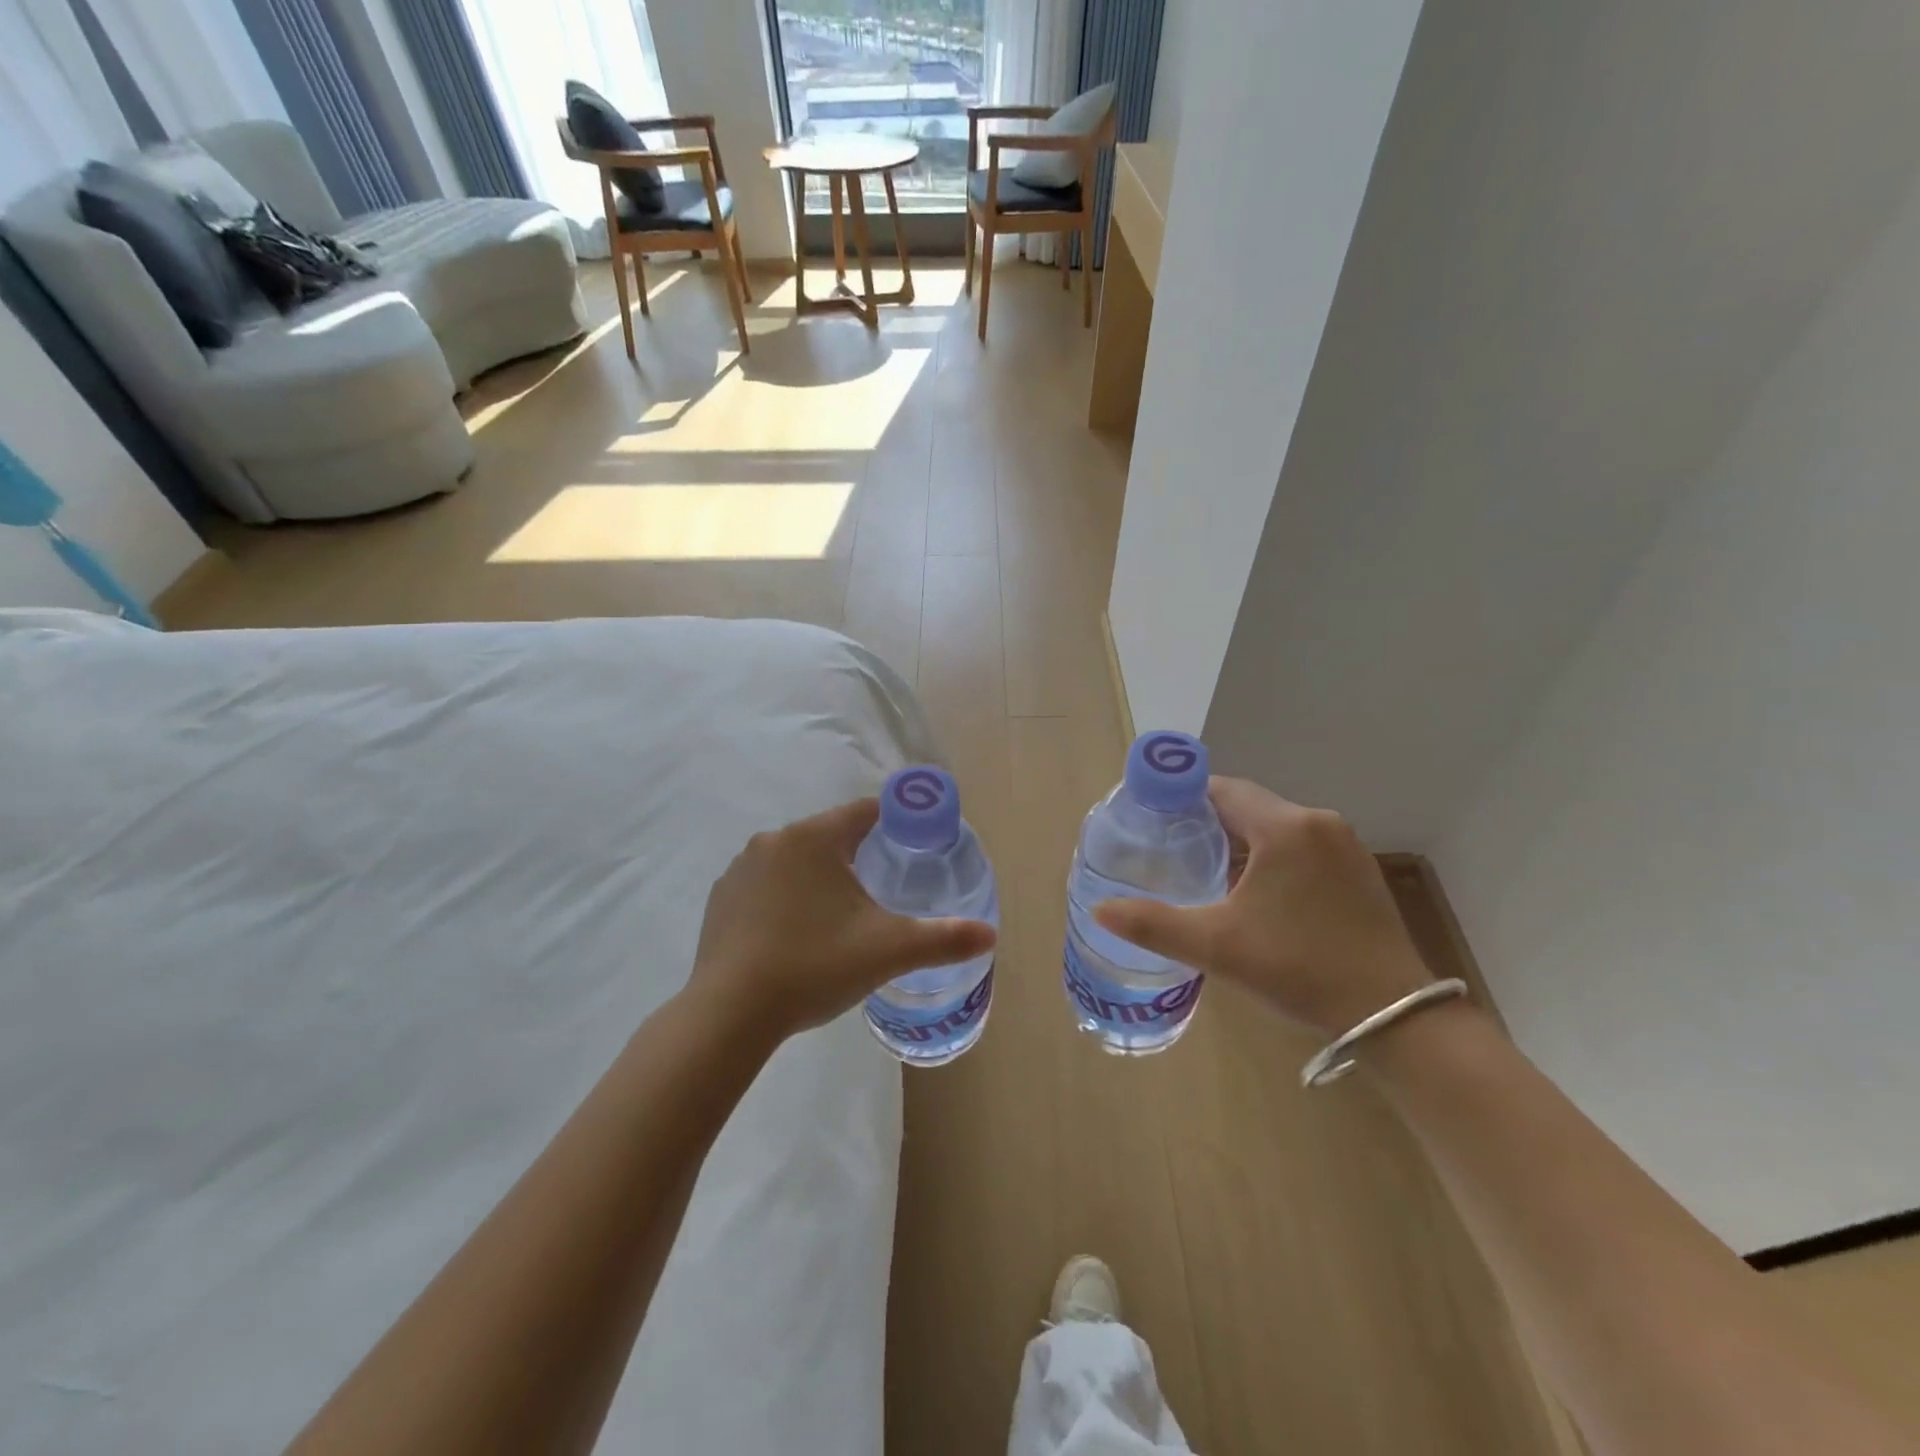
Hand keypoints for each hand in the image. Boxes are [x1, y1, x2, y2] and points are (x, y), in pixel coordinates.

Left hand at [687, 798, 996, 1043]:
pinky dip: (786, 898)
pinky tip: (795, 935)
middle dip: (860, 854)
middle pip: (831, 835)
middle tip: (884, 890)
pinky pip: (766, 884)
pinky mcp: (721, 898)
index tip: (917, 844)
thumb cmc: (815, 966)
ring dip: (821, 877)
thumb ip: (944, 938)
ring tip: (840, 918)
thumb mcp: (890, 950)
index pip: (867, 811)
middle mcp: (774, 840)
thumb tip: (990, 935)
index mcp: (815, 838)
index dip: (897, 822)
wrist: (730, 1014)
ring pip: (797, 860)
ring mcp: (741, 868)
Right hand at [1093, 778, 1431, 1036]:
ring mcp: (1345, 845)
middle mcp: (1318, 822)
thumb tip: (1100, 910)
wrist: (1393, 1015)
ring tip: (1202, 866)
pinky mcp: (1358, 870)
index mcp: (1284, 828)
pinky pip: (1300, 845)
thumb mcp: (1216, 947)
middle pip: (1248, 804)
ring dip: (1239, 838)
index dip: (1181, 795)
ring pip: (1275, 825)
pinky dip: (1270, 854)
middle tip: (1169, 844)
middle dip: (1206, 818)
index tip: (1151, 814)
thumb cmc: (1298, 969)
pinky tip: (1253, 889)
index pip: (1221, 789)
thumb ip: (1153, 924)